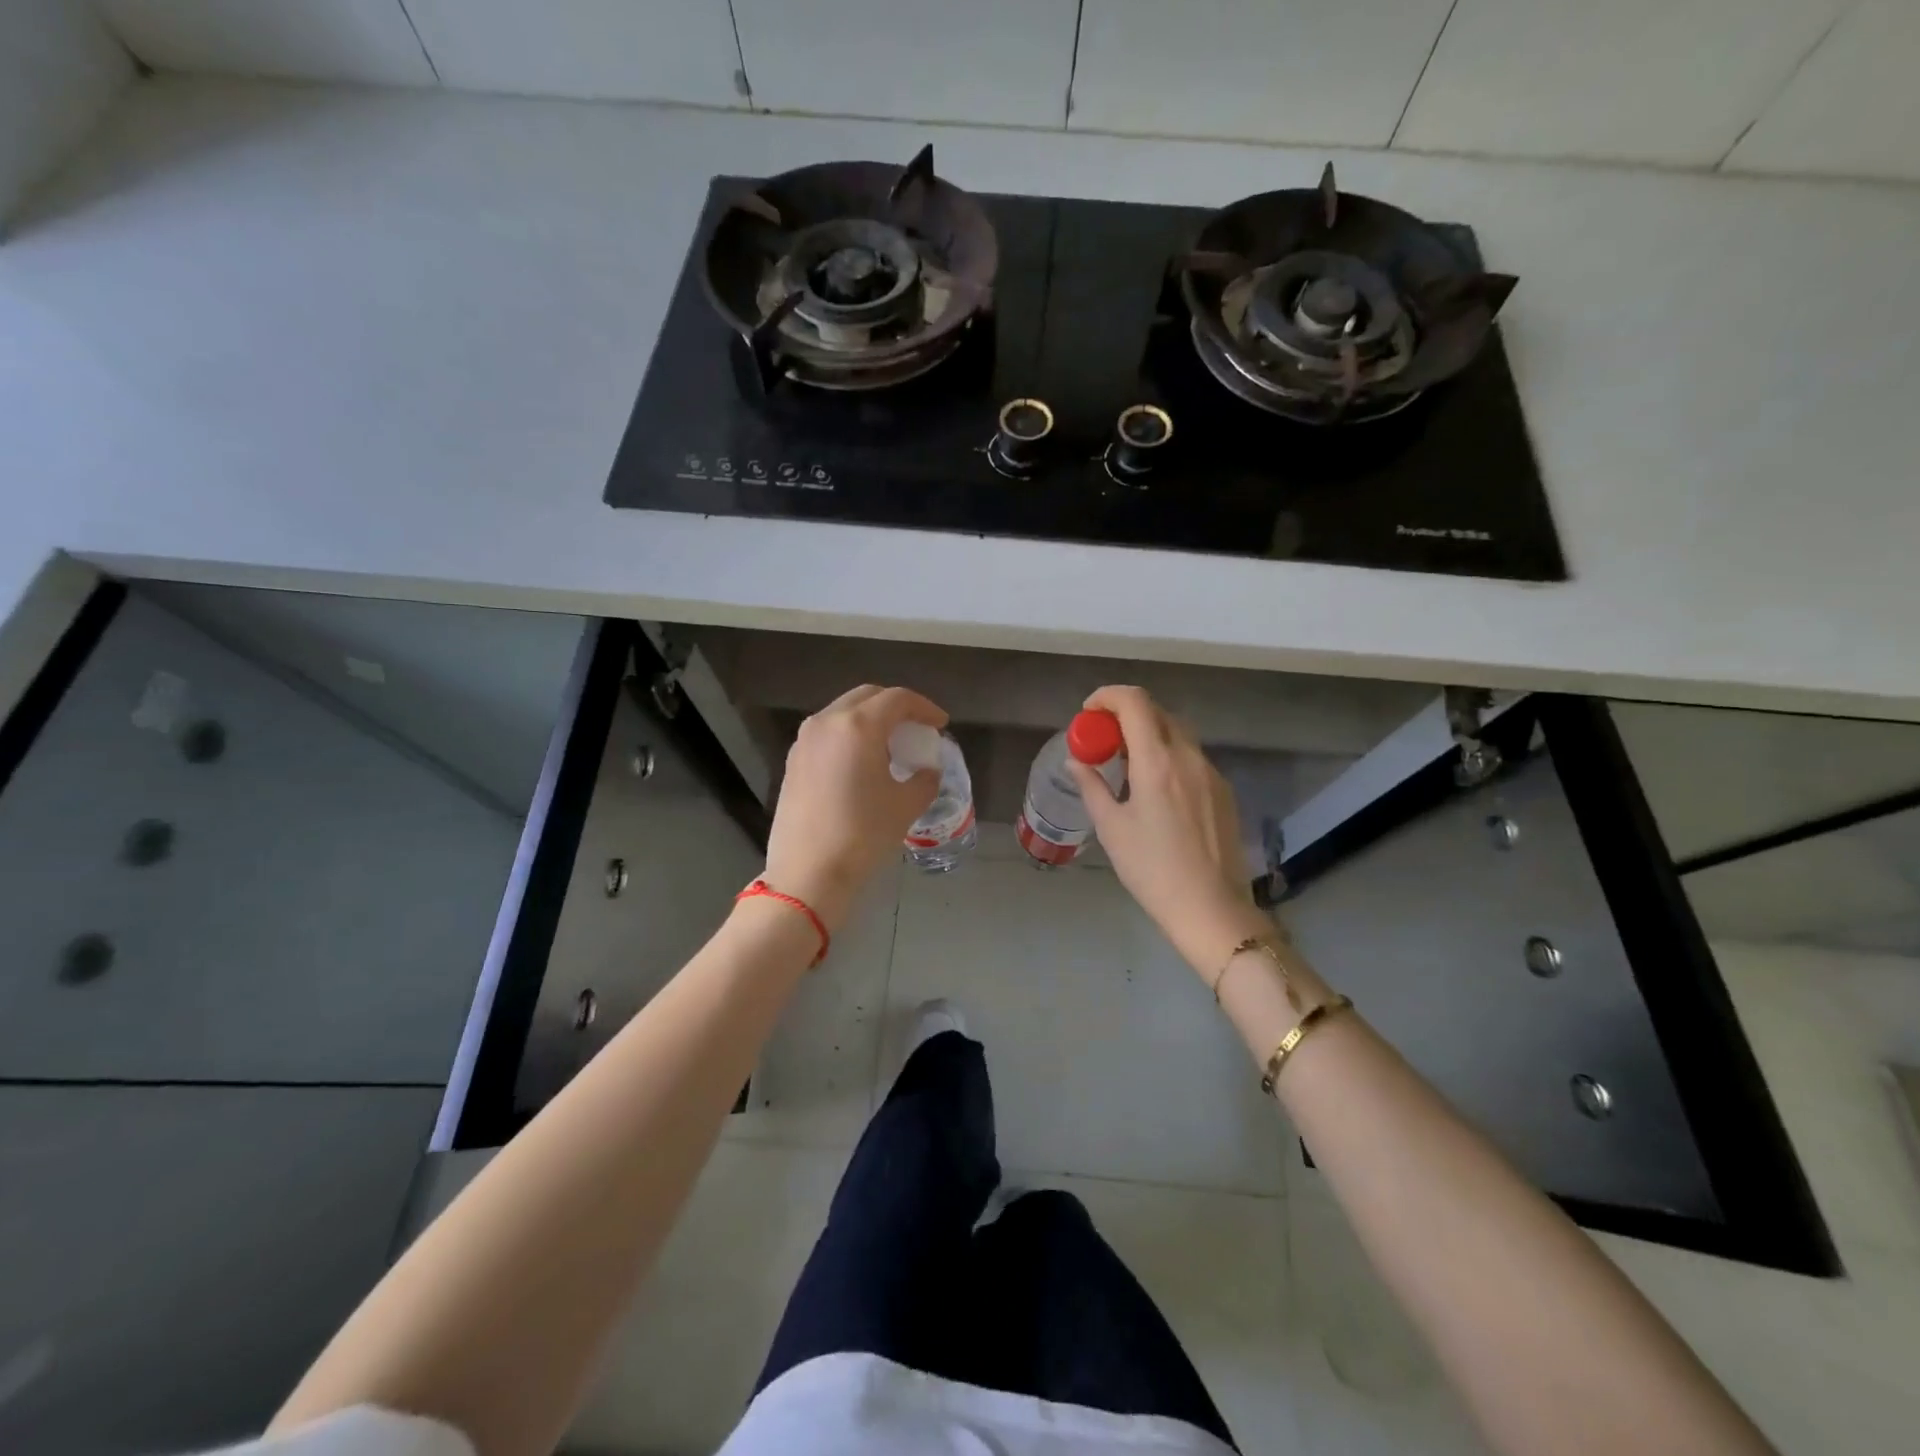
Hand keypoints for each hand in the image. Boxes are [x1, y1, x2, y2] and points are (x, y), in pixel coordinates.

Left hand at [762, 684, 946, 930]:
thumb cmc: (863, 834)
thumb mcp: (906, 806)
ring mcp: (805, 740)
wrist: (808, 873)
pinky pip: (827, 734)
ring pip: (843, 713)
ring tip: (890, 746)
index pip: (898, 699)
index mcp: (858, 725)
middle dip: (896, 707)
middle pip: (867, 697)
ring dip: (870, 720)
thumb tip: (927, 770)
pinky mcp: (793, 761)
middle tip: (916, 729)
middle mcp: (827, 722)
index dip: (924, 708)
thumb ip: (924, 779)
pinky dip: (850, 736)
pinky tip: (862, 763)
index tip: (940, 724)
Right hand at [1067, 686, 1264, 974]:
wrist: (1211, 908)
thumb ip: (1092, 786)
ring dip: (1149, 733)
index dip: (1107, 696)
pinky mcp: (1223, 791)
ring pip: (1177, 733)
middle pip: (1157, 712)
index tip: (1088, 713)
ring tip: (1127, 764)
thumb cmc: (1152, 869)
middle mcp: (1188, 756)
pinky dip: (1168, 754)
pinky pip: (1191, 756)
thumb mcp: (1111, 828)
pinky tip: (1156, 788)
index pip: (1134, 702)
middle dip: (1126, 714)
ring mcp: (1211, 772)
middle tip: (1103, 739)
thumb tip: (1076, 762)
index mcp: (1157, 761)